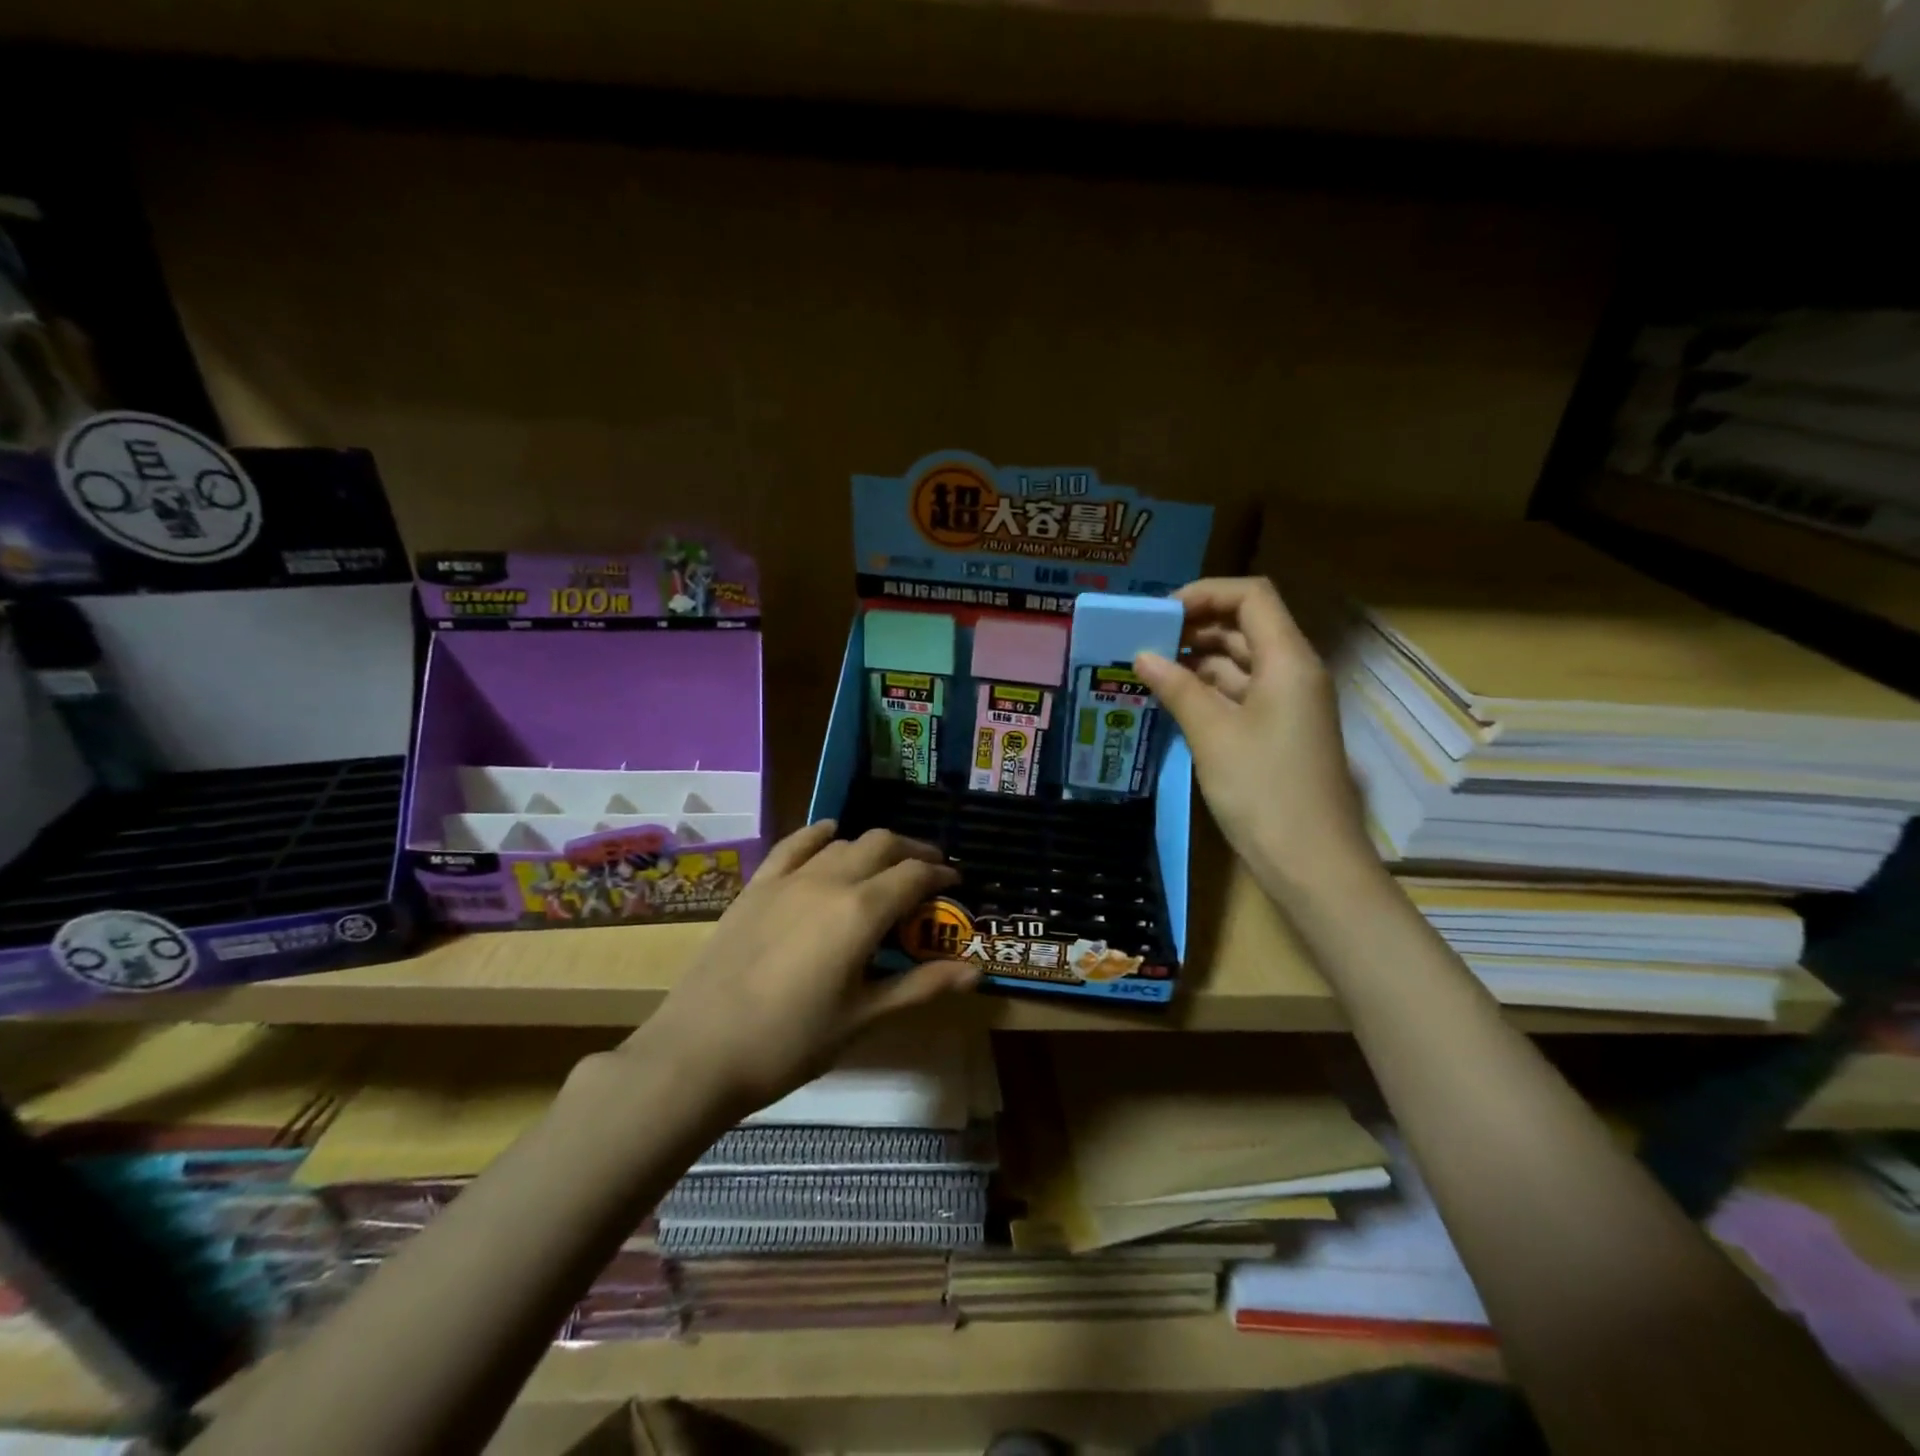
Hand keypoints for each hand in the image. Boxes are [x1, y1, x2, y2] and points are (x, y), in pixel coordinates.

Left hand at [623, 823, 979, 1117]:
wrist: (700, 1052)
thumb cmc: (791, 1043)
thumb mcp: (864, 1018)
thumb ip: (921, 986)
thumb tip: (976, 972)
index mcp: (861, 912)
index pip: (914, 875)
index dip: (941, 875)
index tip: (956, 883)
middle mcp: (829, 881)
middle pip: (882, 845)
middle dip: (914, 851)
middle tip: (930, 870)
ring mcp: (789, 879)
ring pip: (843, 842)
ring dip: (873, 846)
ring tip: (886, 866)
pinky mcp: (757, 887)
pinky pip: (795, 845)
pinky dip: (819, 834)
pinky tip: (830, 833)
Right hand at [1133, 576, 1376, 899]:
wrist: (1311, 863)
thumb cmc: (1264, 791)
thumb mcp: (1213, 734)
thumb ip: (1178, 688)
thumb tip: (1143, 655)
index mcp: (1288, 661)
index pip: (1251, 597)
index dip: (1205, 593)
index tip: (1160, 613)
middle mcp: (1294, 673)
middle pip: (1246, 627)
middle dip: (1195, 626)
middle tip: (1145, 641)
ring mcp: (1289, 705)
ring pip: (1241, 663)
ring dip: (1198, 661)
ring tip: (1149, 670)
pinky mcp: (1279, 733)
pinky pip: (1242, 695)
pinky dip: (1208, 691)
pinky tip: (1172, 701)